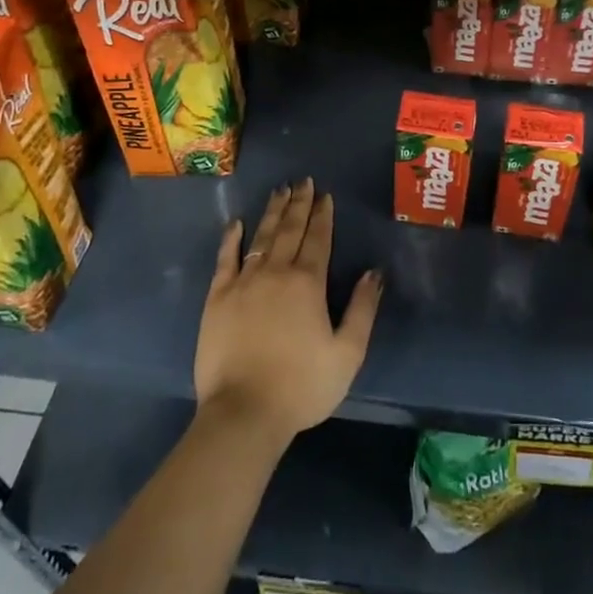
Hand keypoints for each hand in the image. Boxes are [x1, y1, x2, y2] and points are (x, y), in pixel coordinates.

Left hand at [193, 179, 380, 444]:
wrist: (244, 412)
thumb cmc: (301, 386)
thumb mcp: (347, 353)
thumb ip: (363, 309)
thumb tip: (375, 272)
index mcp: (308, 283)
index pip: (318, 239)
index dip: (322, 215)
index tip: (324, 195)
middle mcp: (276, 272)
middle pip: (290, 229)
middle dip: (299, 204)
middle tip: (303, 181)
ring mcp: (244, 282)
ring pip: (261, 237)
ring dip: (272, 212)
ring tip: (279, 190)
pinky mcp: (217, 297)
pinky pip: (225, 258)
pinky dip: (231, 238)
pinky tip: (237, 223)